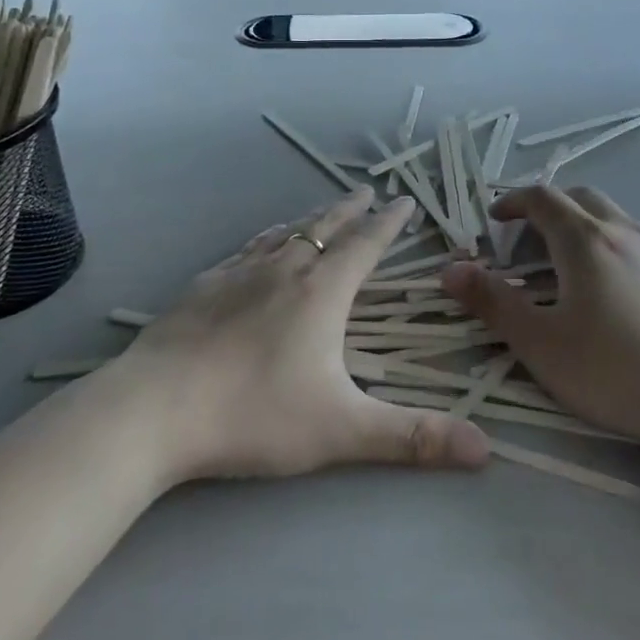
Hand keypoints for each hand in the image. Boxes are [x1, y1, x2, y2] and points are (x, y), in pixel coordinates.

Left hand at [119, 187, 490, 483]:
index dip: (388, 222)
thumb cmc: (254, 414)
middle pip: (325, 227)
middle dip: (351, 209)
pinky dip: (265, 239)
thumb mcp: (342, 430)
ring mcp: (238, 274)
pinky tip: (258, 245)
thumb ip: (413, 438)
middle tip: (366, 190)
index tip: (403, 201)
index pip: (366, 244)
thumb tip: (486, 449)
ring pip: (284, 234)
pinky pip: (245, 250)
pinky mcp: (202, 287)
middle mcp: (284, 269)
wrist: (153, 409)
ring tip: (320, 212)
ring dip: (309, 220)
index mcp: (322, 292)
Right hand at [440, 187, 639, 457]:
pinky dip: (616, 248)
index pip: (542, 198)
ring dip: (584, 226)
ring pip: (615, 218)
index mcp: (585, 240)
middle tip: (529, 238)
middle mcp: (625, 231)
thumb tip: (450, 269)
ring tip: (570, 267)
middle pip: (581, 197)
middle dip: (549, 207)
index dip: (513, 202)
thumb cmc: (616, 371)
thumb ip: (493, 303)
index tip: (494, 220)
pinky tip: (619, 292)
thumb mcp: (542, 344)